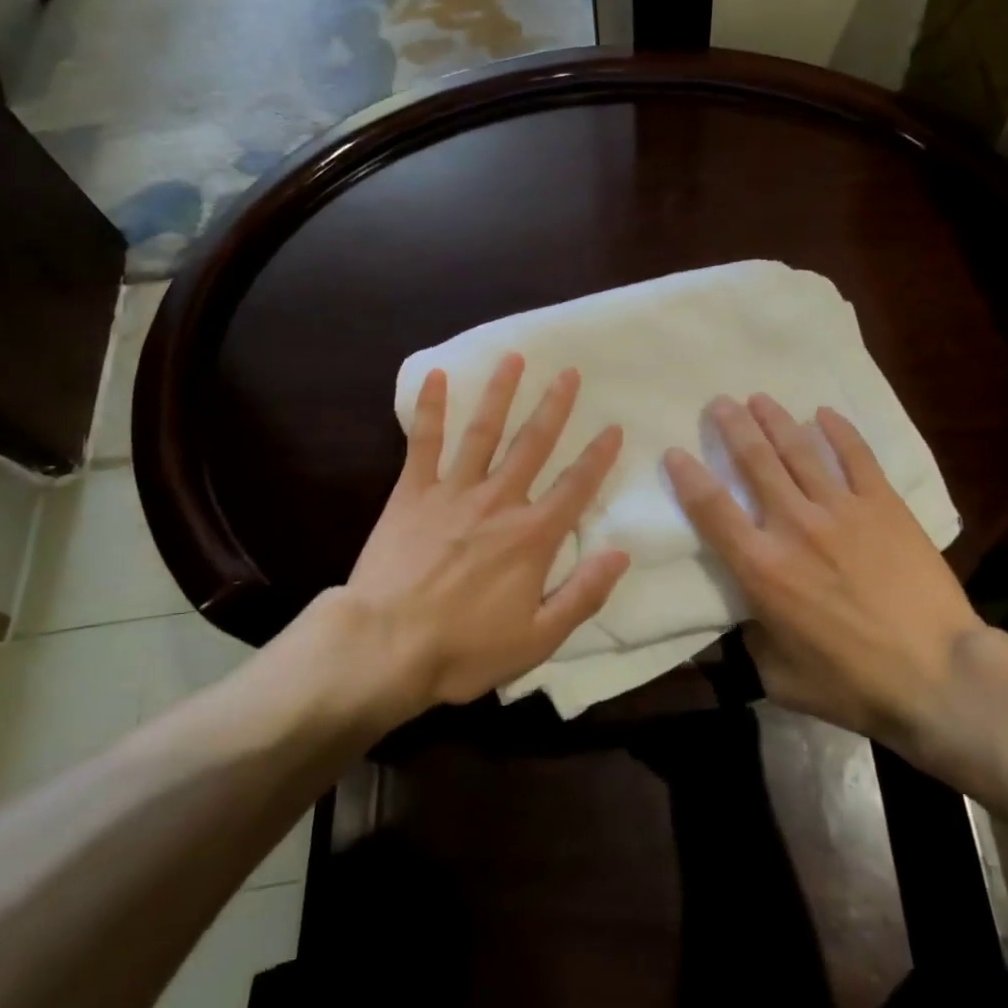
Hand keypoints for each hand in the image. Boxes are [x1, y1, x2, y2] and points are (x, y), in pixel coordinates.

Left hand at [311, 353, 629, 727]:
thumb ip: (583, 594)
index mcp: (532, 536)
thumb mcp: (538, 639)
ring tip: (513, 358)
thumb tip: (621, 552)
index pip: (575, 487)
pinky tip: (436, 375)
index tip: (613, 427)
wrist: (386, 646)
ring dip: (500, 393)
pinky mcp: (412, 493)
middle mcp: (499, 501)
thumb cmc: (464, 649)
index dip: (598, 457)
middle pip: (533, 445)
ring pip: (483, 432)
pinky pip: (424, 443)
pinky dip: (430, 408)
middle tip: (568, 372)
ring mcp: (453, 491)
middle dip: (554, 407)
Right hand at [663, 394, 985, 765]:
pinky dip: (838, 431)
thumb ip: (752, 639)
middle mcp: (794, 526)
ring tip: (759, 398)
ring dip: (775, 420)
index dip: (688, 476)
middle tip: (720, 403)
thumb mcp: (780, 676)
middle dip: (732, 427)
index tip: (675, 452)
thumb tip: (746, 615)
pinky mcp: (883, 506)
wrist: (940, 678)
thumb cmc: (853, 684)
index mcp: (761, 568)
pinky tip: (824, 413)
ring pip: (799, 450)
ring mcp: (842, 510)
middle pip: (754, 461)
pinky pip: (856, 457)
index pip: (712, 508)